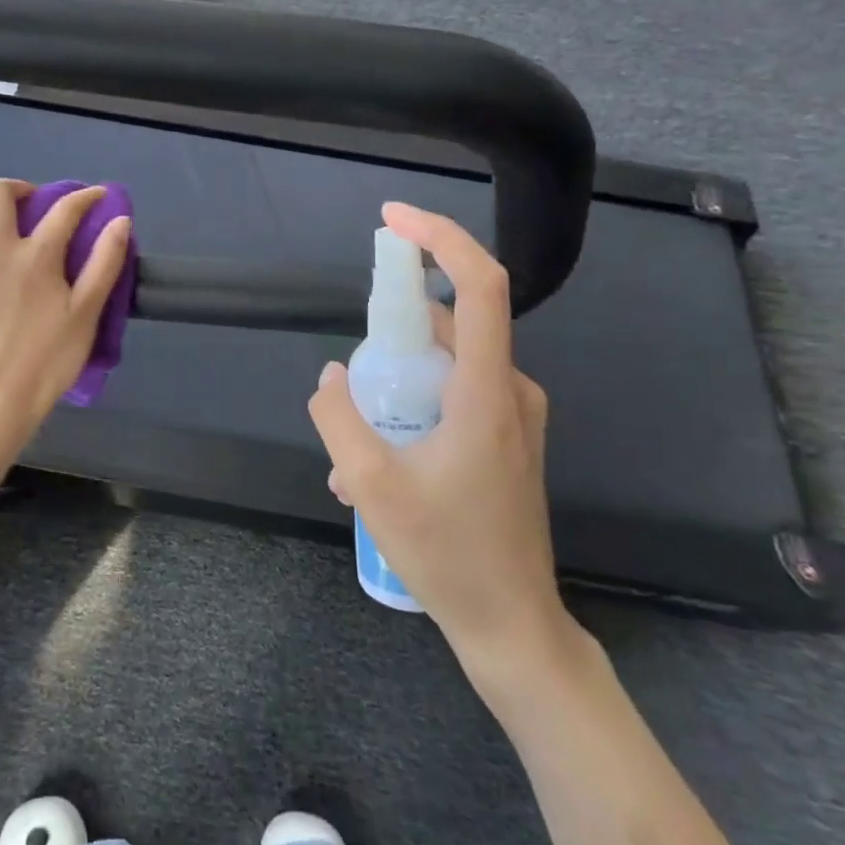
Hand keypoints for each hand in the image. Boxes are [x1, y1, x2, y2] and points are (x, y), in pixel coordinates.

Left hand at [0, 179, 131, 424]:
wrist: (2, 398)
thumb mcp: (87, 312)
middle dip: (16, 188)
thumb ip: (105, 262)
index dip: (84, 197)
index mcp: (38, 256)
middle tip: (28, 200)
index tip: (95, 195)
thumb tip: (120, 220)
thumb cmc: (51, 358)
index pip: (65, 210)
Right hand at [308, 202, 572, 685]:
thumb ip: (340, 419)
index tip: (393, 219)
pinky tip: (375, 461)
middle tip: (354, 362)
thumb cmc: (447, 554)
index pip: (479, 285)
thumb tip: (331, 377)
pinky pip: (455, 394)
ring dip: (397, 379)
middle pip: (455, 320)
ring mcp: (514, 417)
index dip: (440, 238)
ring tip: (352, 439)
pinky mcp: (507, 439)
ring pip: (448, 363)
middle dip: (395, 324)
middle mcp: (510, 390)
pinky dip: (413, 405)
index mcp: (486, 391)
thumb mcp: (370, 485)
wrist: (512, 625)